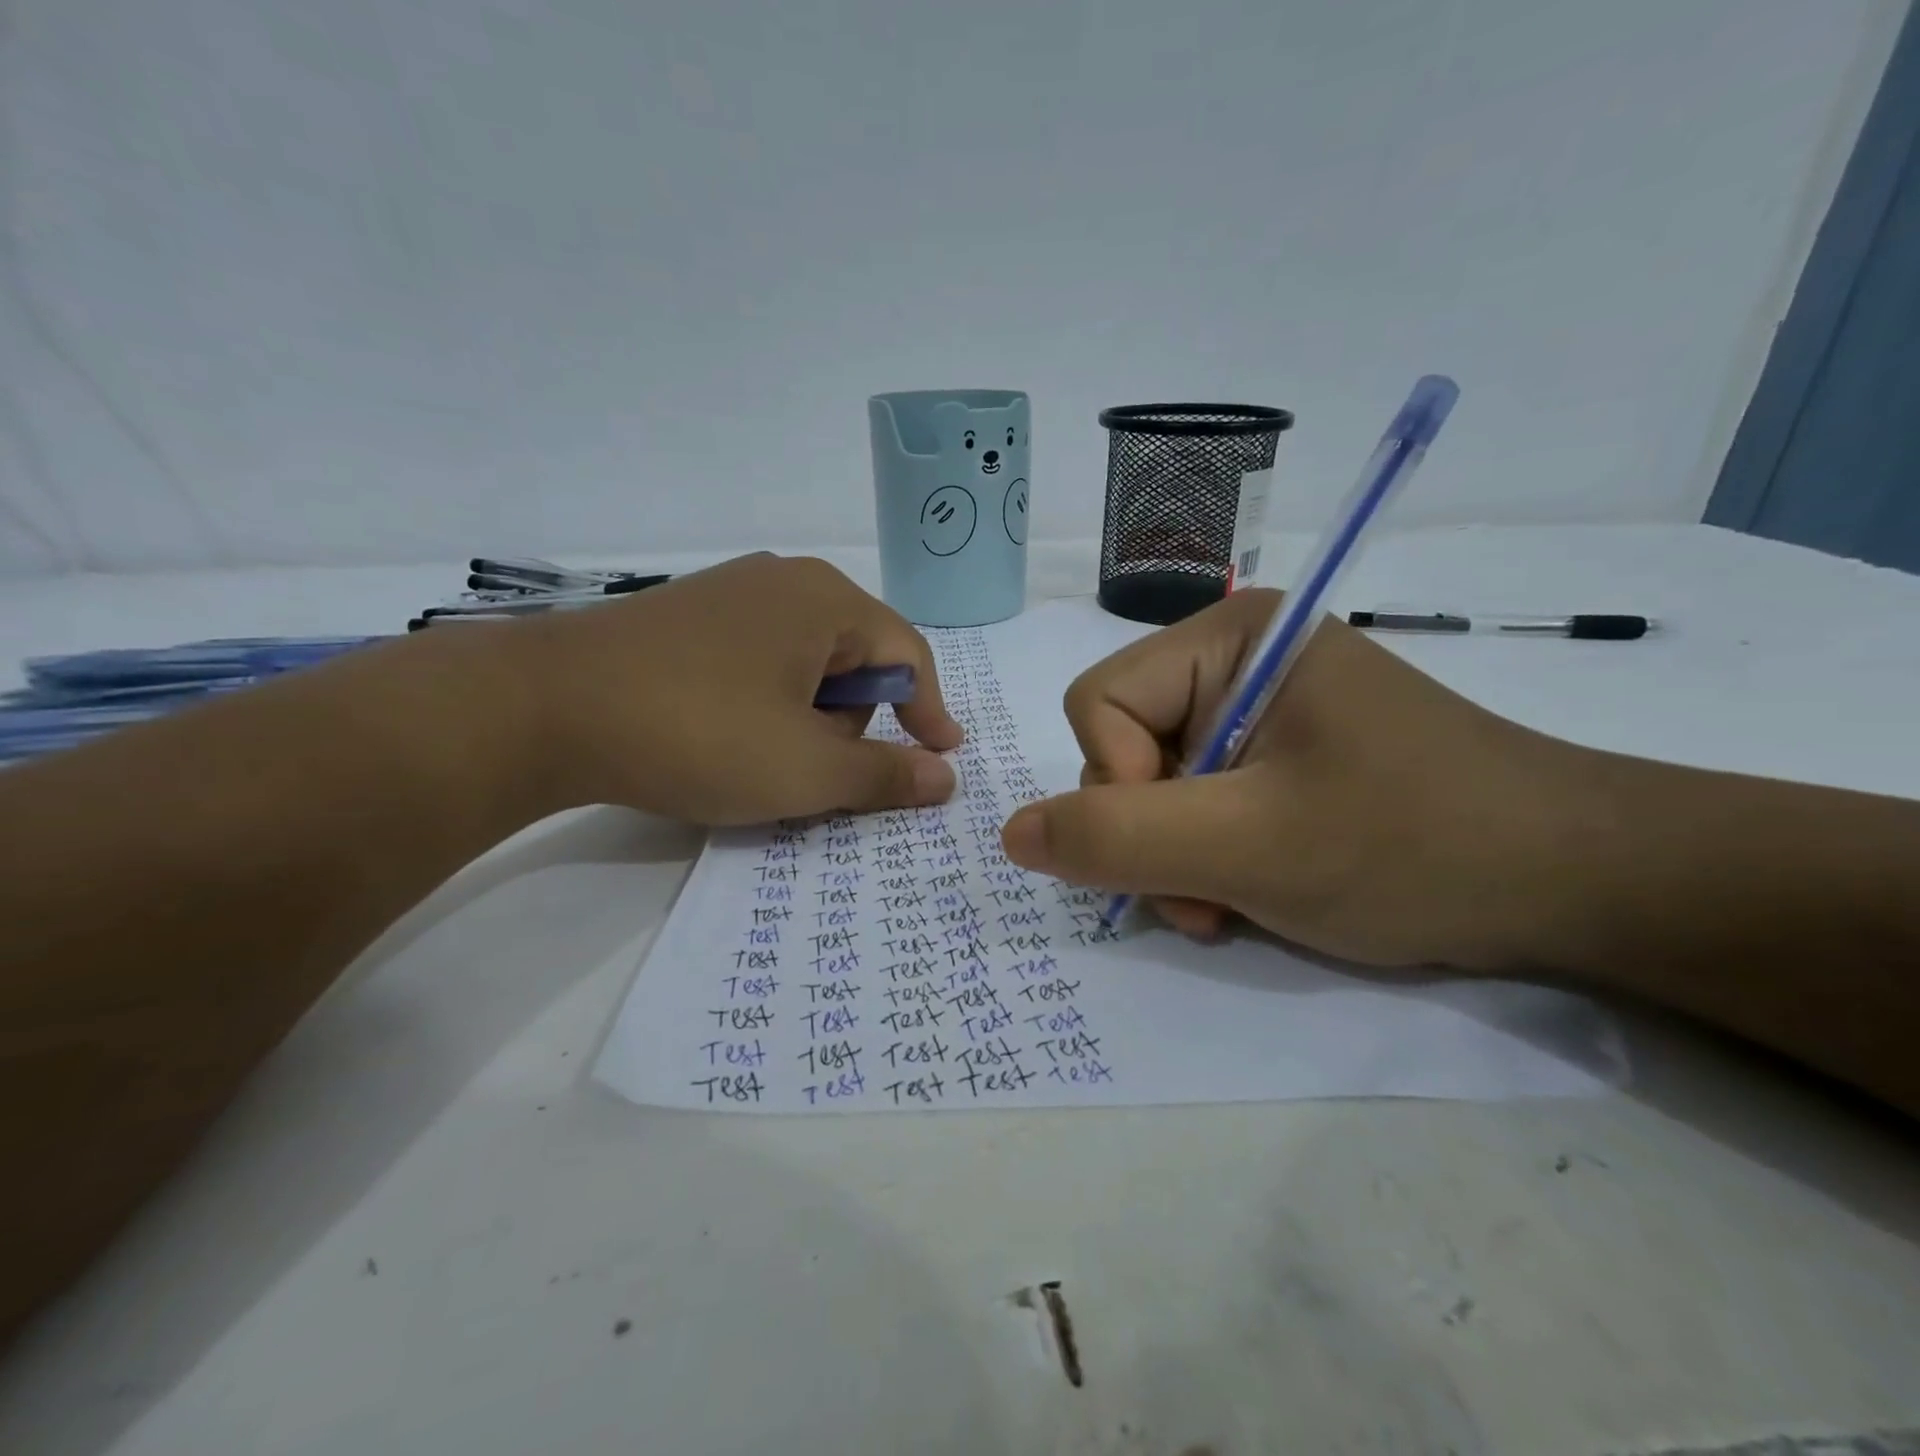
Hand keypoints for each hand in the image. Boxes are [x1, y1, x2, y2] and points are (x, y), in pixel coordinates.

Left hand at [510, 554, 963, 824]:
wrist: (540, 708)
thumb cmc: (699, 732)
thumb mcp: (806, 770)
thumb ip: (885, 775)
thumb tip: (946, 779)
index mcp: (826, 601)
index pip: (908, 656)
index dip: (931, 712)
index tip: (942, 758)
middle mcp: (784, 581)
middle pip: (856, 659)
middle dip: (852, 721)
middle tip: (817, 770)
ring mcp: (729, 594)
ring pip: (805, 664)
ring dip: (808, 717)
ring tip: (764, 758)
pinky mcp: (686, 617)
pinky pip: (758, 660)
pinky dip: (766, 704)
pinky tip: (726, 735)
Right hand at [998, 589, 1584, 969]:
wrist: (1581, 885)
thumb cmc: (1415, 844)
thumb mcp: (1250, 846)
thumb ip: (1117, 838)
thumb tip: (1011, 834)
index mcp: (1228, 637)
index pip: (1098, 702)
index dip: (1117, 784)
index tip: (1187, 848)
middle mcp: (1234, 661)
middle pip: (1123, 745)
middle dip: (1152, 833)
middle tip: (1210, 897)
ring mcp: (1257, 711)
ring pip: (1156, 786)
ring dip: (1179, 858)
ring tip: (1236, 905)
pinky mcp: (1280, 756)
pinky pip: (1200, 803)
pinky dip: (1210, 859)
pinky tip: (1256, 892)